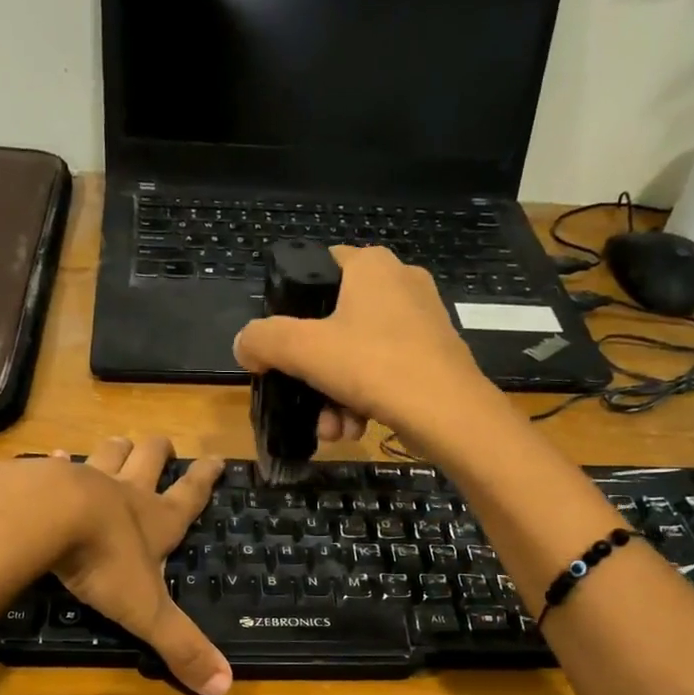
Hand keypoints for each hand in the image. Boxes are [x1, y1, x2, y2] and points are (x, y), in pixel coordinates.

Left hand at [42, 437, 231, 694]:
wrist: (41, 518)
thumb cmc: (103, 562)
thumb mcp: (147, 611)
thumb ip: (181, 646)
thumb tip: (224, 687)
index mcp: (154, 520)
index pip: (190, 496)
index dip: (206, 478)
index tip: (217, 459)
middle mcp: (123, 492)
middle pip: (148, 459)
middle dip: (158, 451)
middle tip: (163, 445)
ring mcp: (82, 478)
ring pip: (107, 453)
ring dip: (116, 449)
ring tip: (119, 444)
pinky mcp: (41, 477)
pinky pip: (51, 462)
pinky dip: (54, 460)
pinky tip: (50, 457)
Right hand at [233, 246, 502, 460]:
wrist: (449, 413)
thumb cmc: (374, 366)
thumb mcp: (304, 350)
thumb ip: (264, 340)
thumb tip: (244, 345)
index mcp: (371, 265)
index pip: (317, 268)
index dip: (290, 305)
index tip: (280, 345)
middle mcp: (400, 283)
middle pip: (334, 324)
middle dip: (314, 373)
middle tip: (304, 401)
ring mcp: (421, 321)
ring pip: (357, 356)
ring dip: (334, 397)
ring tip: (333, 428)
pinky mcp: (433, 356)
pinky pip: (382, 374)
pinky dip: (363, 401)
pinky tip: (356, 429)